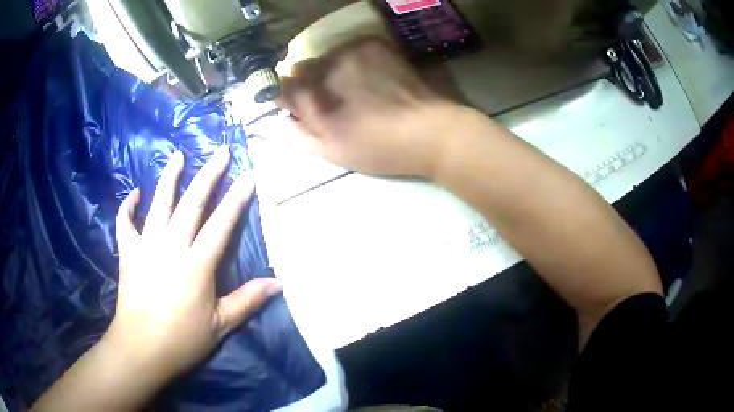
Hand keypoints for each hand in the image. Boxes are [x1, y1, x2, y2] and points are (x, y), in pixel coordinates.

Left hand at [109, 146, 281, 385]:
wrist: (141, 348)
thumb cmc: (182, 340)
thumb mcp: (220, 325)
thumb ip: (247, 301)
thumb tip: (279, 284)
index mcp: (197, 265)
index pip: (221, 224)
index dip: (236, 198)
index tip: (248, 175)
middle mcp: (171, 247)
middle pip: (192, 204)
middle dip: (209, 175)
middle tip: (220, 151)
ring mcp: (146, 246)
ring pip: (159, 204)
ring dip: (169, 178)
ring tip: (178, 155)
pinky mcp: (128, 253)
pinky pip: (125, 224)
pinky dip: (128, 207)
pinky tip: (134, 193)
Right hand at [278, 39, 457, 177]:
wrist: (428, 130)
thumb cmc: (379, 149)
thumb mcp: (333, 153)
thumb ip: (298, 135)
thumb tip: (278, 121)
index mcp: (313, 99)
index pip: (281, 86)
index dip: (286, 96)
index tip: (296, 105)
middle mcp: (326, 69)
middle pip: (302, 68)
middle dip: (309, 82)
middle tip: (332, 99)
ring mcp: (350, 52)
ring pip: (327, 56)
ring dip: (332, 69)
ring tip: (356, 88)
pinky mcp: (372, 44)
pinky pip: (350, 49)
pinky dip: (353, 61)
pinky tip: (371, 77)